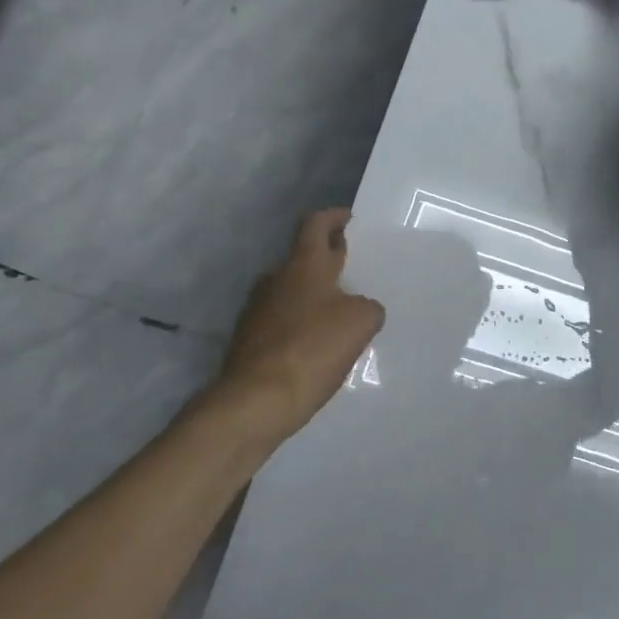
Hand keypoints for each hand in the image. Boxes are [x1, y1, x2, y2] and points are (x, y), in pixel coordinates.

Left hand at [213, 210, 384, 444]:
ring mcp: (258, 309)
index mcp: (304, 266)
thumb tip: (359, 307)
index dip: (333, 217)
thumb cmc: (313, 349)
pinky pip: (283, 319)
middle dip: (329, 258)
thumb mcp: (361, 323)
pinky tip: (319, 344)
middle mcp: (276, 279)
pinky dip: (302, 322)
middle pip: (304, 258)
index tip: (348, 218)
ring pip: (293, 290)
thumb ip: (368, 307)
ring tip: (342, 311)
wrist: (256, 400)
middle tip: (354, 267)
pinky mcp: (250, 338)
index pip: (316, 225)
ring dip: (315, 294)